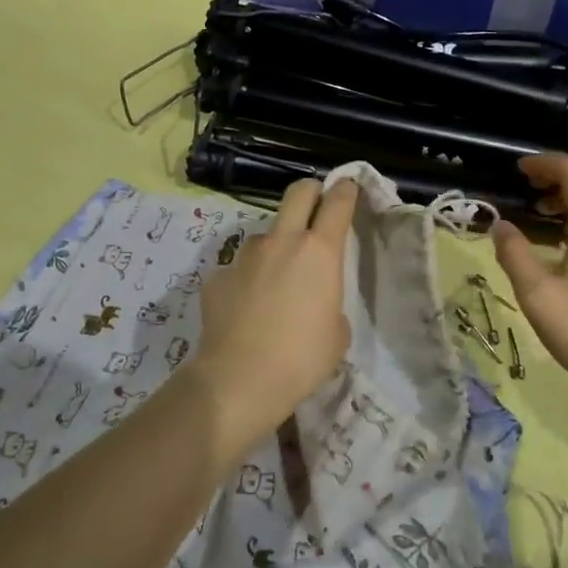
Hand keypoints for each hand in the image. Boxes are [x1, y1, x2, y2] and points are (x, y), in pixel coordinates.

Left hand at [190, 177, 357, 444]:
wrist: (239, 380)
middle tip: (316, 207)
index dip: (346, 190)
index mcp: (320, 251)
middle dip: (312, 192)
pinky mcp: (218, 276)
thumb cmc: (302, 358)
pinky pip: (239, 269)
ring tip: (276, 282)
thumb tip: (314, 300)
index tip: (349, 187)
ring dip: (276, 246)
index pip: (338, 202)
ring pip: (266, 234)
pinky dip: (247, 281)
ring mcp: (245, 256)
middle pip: (298, 192)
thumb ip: (330, 302)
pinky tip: (246, 310)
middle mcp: (282, 242)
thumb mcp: (337, 333)